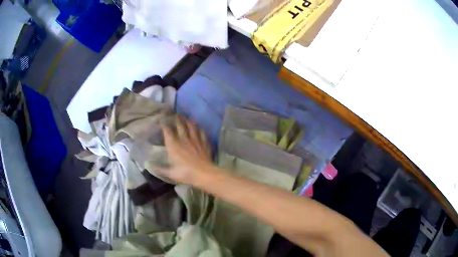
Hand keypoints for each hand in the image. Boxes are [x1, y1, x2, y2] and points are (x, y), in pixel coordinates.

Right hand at [157, 117, 212, 183]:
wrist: (203, 173)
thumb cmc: (185, 173)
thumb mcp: (170, 173)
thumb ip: (159, 168)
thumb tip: (149, 165)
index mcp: (174, 145)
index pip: (167, 132)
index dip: (164, 124)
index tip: (161, 119)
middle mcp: (184, 140)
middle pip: (180, 126)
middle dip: (177, 119)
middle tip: (175, 114)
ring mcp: (195, 140)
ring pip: (192, 127)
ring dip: (189, 121)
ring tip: (187, 118)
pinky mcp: (204, 144)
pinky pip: (202, 133)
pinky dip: (200, 129)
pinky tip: (200, 128)